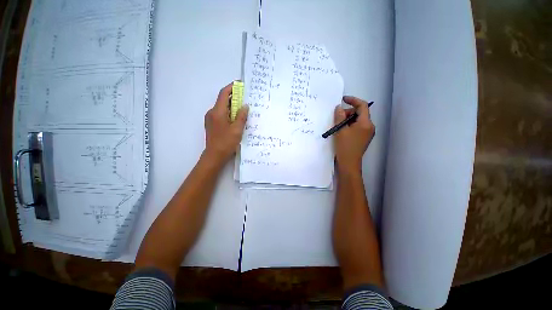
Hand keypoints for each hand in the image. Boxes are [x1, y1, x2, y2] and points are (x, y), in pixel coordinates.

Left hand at [203, 83, 247, 163]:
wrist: (214, 156)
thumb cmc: (226, 142)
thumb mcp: (237, 129)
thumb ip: (241, 116)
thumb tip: (245, 106)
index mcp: (217, 111)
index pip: (223, 94)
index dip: (231, 87)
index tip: (240, 85)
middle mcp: (212, 112)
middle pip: (222, 100)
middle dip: (234, 97)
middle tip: (245, 98)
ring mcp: (211, 119)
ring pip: (222, 107)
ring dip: (232, 105)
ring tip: (243, 108)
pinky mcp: (212, 124)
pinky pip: (221, 114)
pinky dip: (229, 112)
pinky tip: (237, 118)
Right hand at [334, 96, 374, 172]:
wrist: (349, 163)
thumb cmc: (345, 147)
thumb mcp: (340, 130)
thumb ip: (339, 116)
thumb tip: (339, 107)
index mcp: (366, 123)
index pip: (362, 106)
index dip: (353, 100)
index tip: (343, 99)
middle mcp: (369, 126)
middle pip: (360, 113)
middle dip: (348, 112)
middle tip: (337, 118)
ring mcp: (367, 133)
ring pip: (357, 120)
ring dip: (347, 120)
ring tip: (338, 126)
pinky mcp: (363, 138)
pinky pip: (357, 127)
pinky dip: (349, 125)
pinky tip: (342, 131)